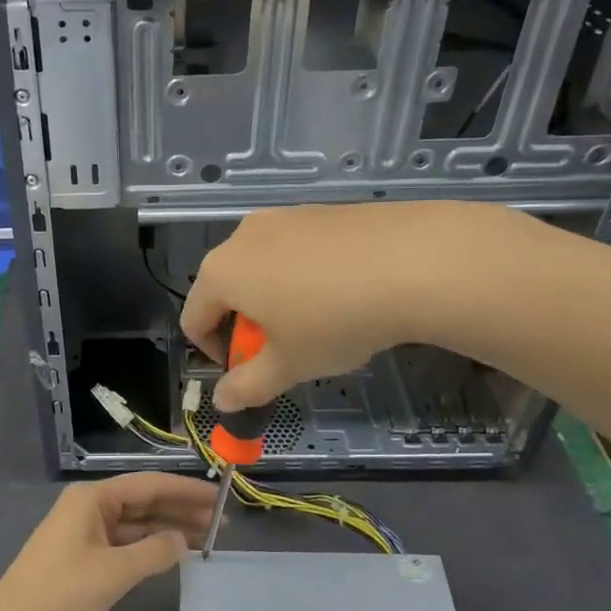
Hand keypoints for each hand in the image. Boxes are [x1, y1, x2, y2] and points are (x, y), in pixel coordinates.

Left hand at [0, 473, 216, 610]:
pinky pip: (124, 541)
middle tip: (221, 522)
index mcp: (92, 497)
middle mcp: (89, 506)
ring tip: (207, 538)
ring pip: (135, 523)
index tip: (220, 497)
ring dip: (168, 529)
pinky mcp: (82, 555)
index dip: (186, 490)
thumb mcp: (115, 571)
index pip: (149, 484)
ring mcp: (84, 530)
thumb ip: (155, 552)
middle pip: (143, 501)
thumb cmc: (63, 592)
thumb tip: (184, 541)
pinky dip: (149, 546)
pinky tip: (172, 553)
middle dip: (181, 509)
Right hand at [182, 201, 532, 409]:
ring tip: (317, 323)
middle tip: (282, 351)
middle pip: (225, 289)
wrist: (416, 261)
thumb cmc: (335, 320)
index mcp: (221, 273)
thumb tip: (223, 401)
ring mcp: (284, 216)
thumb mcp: (289, 365)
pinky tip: (343, 294)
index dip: (213, 353)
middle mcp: (243, 236)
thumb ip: (248, 386)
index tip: (246, 373)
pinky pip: (296, 249)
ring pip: (261, 267)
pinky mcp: (321, 209)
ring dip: (273, 300)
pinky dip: (303, 276)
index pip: (194, 318)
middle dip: (245, 325)